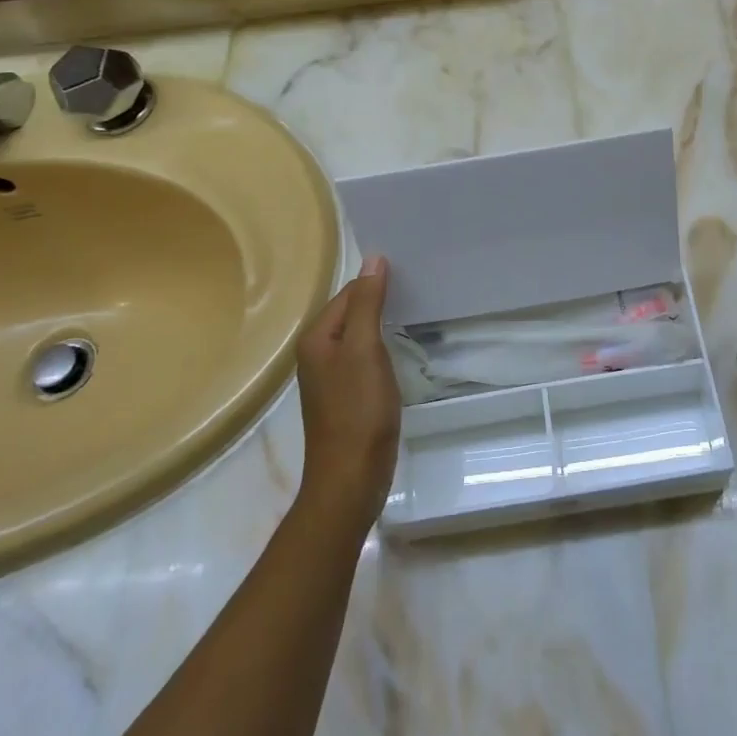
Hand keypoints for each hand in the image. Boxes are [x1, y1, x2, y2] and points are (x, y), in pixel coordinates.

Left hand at [293, 256, 399, 528]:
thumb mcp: (364, 349)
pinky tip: (403, 350)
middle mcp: (317, 354)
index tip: (412, 273)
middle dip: (381, 301)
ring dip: (383, 325)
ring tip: (417, 312)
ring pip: (360, 337)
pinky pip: (365, 359)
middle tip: (420, 287)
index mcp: (316, 338)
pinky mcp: (347, 397)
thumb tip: (372, 259)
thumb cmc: (358, 409)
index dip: (376, 282)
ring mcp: (331, 378)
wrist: (351, 477)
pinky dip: (383, 349)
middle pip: (352, 313)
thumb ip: (367, 303)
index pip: (349, 293)